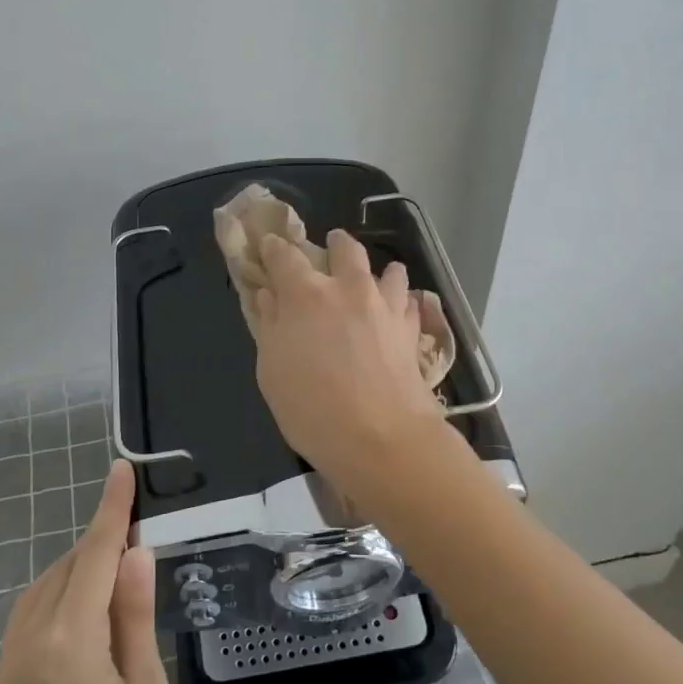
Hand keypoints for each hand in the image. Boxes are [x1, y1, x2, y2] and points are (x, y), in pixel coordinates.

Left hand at [0, 460, 170, 683]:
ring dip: (74, 572)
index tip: (120, 470)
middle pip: (64, 571)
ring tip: (114, 574)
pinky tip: (81, 620)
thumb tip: (135, 553)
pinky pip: (26, 624)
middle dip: (98, 544)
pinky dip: (55, 602)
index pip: (93, 557)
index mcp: (68, 645)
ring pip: (40, 594)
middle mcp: (26, 646)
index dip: (111, 511)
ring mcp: (5, 670)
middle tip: (136, 535)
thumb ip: (133, 618)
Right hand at [251, 227, 449, 500]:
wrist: (382, 439)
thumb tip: (269, 297)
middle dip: (335, 244)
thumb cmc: (312, 409)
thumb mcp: (272, 372)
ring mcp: (386, 307)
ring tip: (373, 281)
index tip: (270, 247)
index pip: (285, 256)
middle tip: (330, 249)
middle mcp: (348, 289)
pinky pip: (410, 303)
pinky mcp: (412, 330)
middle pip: (345, 249)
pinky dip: (402, 302)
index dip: (274, 249)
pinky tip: (398, 313)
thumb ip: (271, 327)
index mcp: (306, 295)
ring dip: (378, 271)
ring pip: (388, 270)